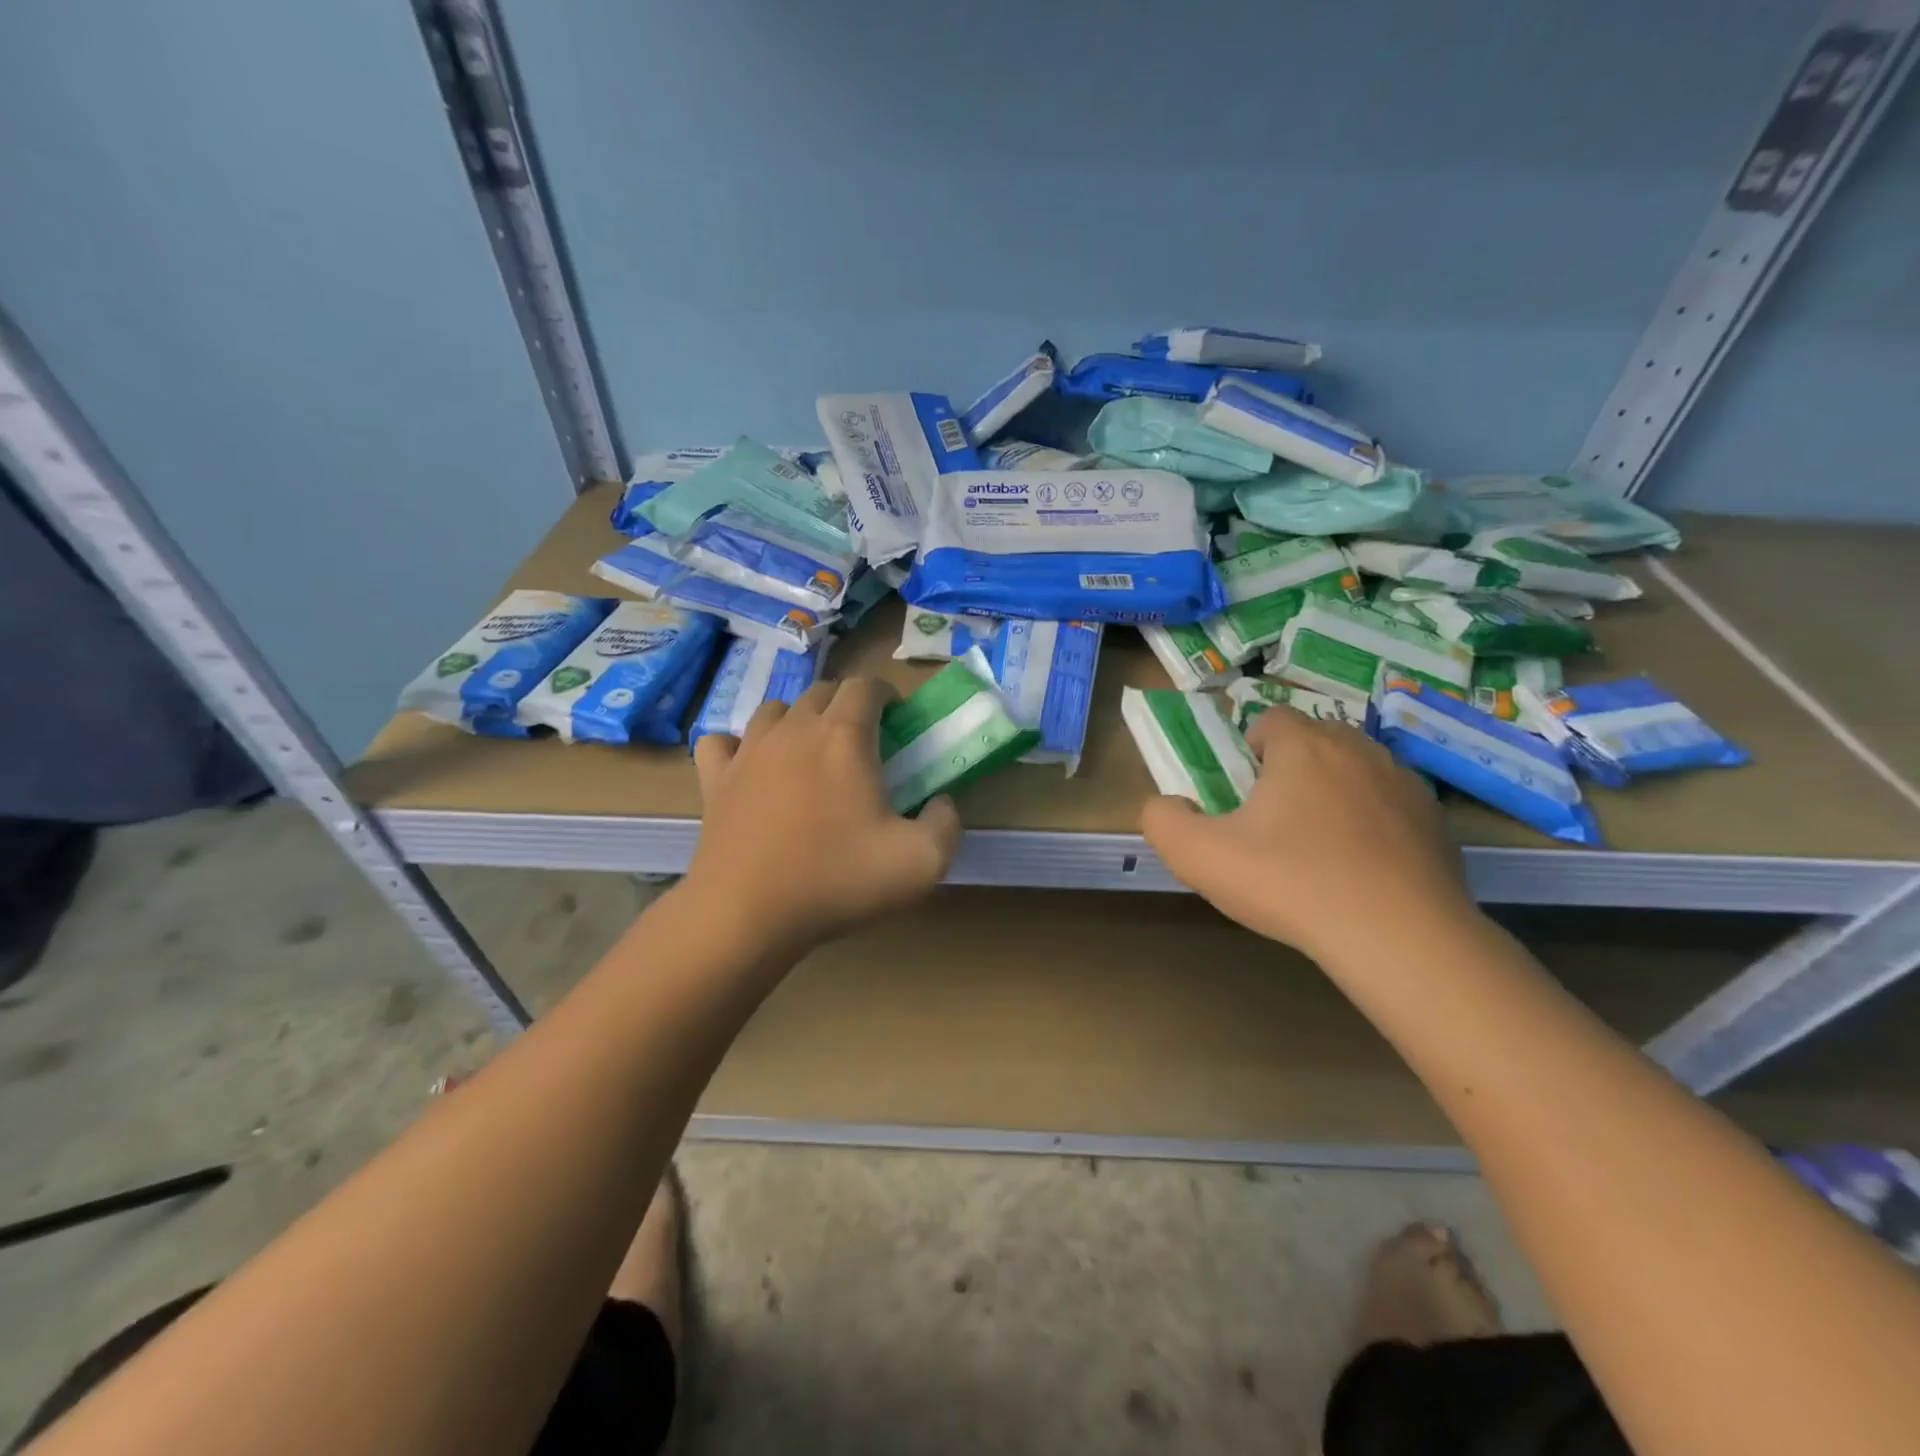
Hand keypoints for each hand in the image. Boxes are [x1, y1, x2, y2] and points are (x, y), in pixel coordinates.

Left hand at [686, 678, 961, 952]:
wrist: (746, 915)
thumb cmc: (836, 880)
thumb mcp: (921, 862)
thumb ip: (946, 824)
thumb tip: (942, 803)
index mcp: (844, 736)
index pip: (866, 686)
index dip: (886, 695)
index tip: (898, 722)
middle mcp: (794, 729)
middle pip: (822, 692)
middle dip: (847, 706)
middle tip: (863, 743)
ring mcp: (748, 751)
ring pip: (775, 710)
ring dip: (799, 720)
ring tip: (811, 753)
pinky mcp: (715, 779)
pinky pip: (723, 742)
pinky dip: (740, 745)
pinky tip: (751, 767)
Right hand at [1141, 708, 1476, 963]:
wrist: (1399, 938)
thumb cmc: (1291, 884)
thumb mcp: (1199, 857)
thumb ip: (1163, 820)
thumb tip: (1167, 804)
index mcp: (1302, 747)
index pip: (1270, 720)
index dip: (1249, 751)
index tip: (1243, 794)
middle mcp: (1358, 749)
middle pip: (1314, 741)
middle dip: (1290, 770)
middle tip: (1273, 823)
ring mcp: (1404, 783)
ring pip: (1355, 771)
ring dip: (1333, 794)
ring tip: (1320, 849)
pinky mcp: (1436, 821)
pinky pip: (1391, 808)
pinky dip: (1374, 826)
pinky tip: (1363, 871)